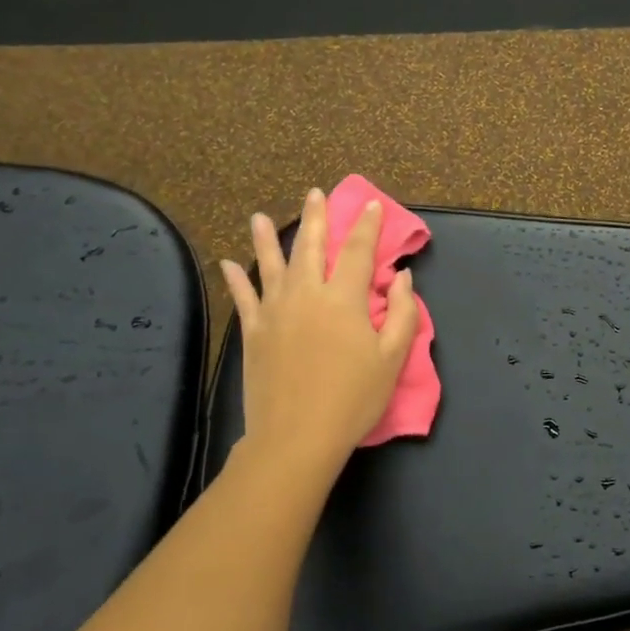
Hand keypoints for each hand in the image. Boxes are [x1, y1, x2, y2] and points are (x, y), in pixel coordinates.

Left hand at [219, 188, 418, 472]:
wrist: (297, 436)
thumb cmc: (353, 398)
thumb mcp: (392, 359)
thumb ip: (402, 314)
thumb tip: (401, 277)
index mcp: (345, 299)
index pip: (358, 251)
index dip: (367, 226)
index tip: (371, 205)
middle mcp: (307, 294)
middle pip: (311, 247)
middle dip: (316, 218)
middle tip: (315, 194)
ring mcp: (275, 311)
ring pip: (270, 265)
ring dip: (267, 238)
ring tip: (260, 216)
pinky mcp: (253, 333)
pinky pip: (243, 298)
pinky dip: (235, 280)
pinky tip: (226, 264)